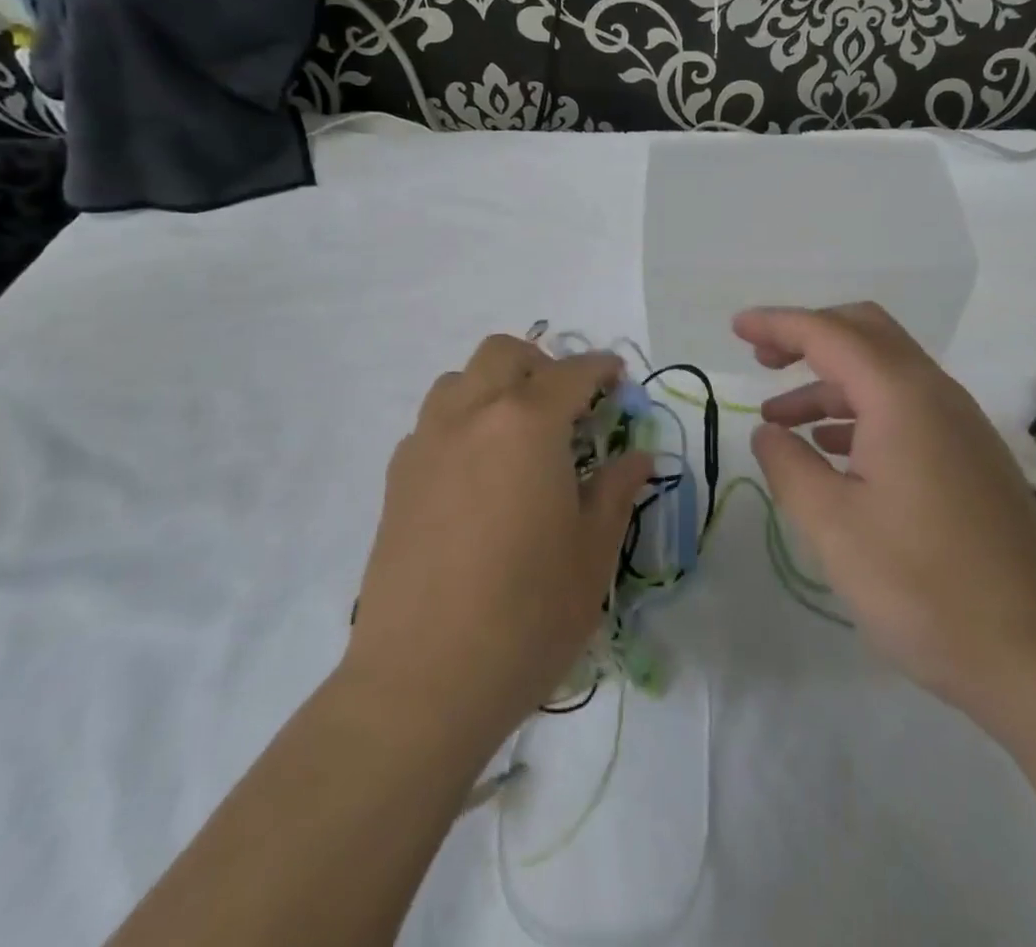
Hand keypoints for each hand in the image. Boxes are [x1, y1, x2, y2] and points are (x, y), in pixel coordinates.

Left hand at [342, 336, 650, 755]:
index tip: (617, 379)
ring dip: (494, 387)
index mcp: (528, 424)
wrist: (423, 681)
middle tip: (566, 405)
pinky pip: (432, 422)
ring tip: (517, 434)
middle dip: (541, 365)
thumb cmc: (527, 613)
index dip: (601, 369)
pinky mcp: (397, 479)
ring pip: (460, 380)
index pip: (571, 372)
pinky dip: (461, 423)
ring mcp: (427, 444)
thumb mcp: (592, 552)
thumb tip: (637, 458)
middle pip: (504, 354)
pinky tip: (476, 474)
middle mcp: (472, 416)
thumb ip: (616, 491)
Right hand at [736, 303, 1035, 726]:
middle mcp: (935, 394)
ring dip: (830, 381)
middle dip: (808, 336)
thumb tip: (769, 432)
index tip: (736, 328)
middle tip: (761, 359)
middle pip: (865, 333)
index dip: (777, 324)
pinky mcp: (971, 458)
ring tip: (781, 420)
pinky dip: (859, 411)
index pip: (828, 334)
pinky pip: (905, 408)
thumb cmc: (926, 586)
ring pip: (885, 373)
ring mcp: (960, 426)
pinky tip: (833, 451)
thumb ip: (790, 467)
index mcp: (900, 395)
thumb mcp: (834, 526)